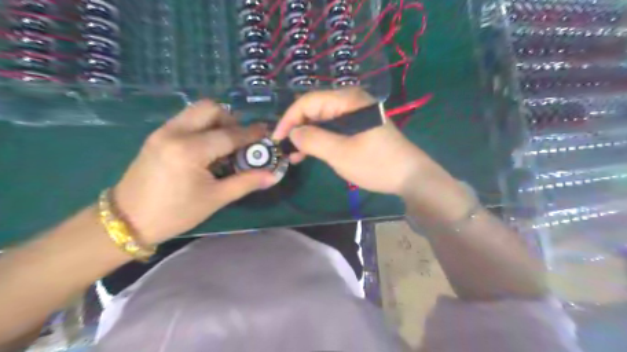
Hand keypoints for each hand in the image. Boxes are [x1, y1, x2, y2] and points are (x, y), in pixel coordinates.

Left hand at [112, 99, 279, 242]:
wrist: (128, 220)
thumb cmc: (175, 213)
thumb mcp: (215, 199)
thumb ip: (246, 182)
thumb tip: (273, 175)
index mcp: (189, 151)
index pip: (229, 135)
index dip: (251, 134)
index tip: (266, 132)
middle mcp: (174, 133)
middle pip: (210, 109)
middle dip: (231, 120)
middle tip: (239, 140)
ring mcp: (162, 131)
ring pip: (196, 111)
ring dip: (216, 121)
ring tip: (225, 144)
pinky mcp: (157, 135)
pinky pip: (186, 120)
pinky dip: (202, 126)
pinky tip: (207, 148)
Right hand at [272, 86, 442, 197]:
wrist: (410, 176)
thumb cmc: (376, 163)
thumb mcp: (341, 153)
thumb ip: (313, 140)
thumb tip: (293, 133)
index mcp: (348, 100)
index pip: (309, 101)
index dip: (289, 118)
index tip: (277, 138)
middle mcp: (351, 102)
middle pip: (315, 109)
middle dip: (297, 128)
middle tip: (285, 149)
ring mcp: (355, 115)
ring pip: (322, 121)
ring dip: (307, 136)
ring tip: (295, 156)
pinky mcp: (358, 128)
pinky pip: (333, 129)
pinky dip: (320, 140)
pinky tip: (311, 154)